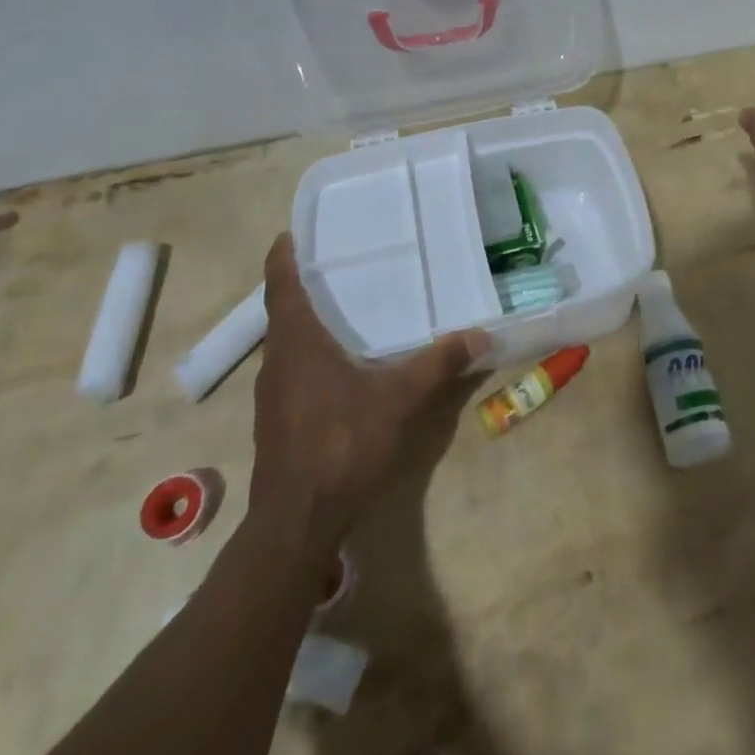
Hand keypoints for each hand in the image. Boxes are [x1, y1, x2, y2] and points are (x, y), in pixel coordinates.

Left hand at [248, 234, 487, 553]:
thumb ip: (438, 363)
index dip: (283, 257)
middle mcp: (277, 362)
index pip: (281, 287)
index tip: (291, 232)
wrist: (297, 521)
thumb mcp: (400, 399)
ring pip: (288, 344)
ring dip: (308, 322)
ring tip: (346, 305)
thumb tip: (480, 334)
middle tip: (339, 262)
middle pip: (284, 312)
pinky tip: (344, 363)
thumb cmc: (342, 444)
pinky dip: (312, 353)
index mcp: (297, 344)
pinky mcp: (279, 420)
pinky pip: (294, 369)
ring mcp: (273, 394)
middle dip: (305, 285)